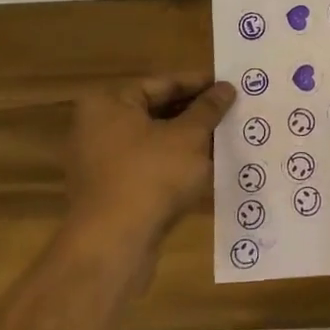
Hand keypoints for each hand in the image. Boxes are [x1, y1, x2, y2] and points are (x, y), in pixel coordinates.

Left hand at [64, 76, 235, 241]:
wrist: (113, 246)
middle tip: (232, 110)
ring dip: (188, 139)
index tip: (230, 85)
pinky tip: (206, 166)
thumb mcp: (189, 137)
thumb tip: (226, 87)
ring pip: (154, 139)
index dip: (200, 84)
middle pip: (156, 110)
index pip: (163, 83)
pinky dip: (174, 162)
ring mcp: (100, 160)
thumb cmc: (151, 177)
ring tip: (226, 136)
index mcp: (109, 103)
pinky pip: (147, 165)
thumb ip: (208, 109)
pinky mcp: (109, 190)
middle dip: (195, 112)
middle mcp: (98, 126)